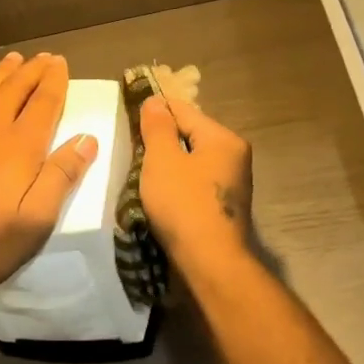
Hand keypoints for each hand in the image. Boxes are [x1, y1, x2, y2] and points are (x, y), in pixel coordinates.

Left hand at [0, 51, 98, 288]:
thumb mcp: (35, 220)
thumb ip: (61, 177)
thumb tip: (87, 139)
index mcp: (20, 146)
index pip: (43, 103)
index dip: (54, 81)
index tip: (61, 62)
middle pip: (13, 90)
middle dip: (30, 71)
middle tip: (42, 56)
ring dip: (0, 74)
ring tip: (11, 59)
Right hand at [138, 95, 253, 271]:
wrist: (209, 262)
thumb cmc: (184, 205)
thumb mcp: (162, 161)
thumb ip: (157, 128)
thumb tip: (155, 101)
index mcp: (223, 139)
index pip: (184, 110)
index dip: (155, 109)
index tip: (128, 112)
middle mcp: (234, 156)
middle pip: (190, 135)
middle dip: (161, 138)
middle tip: (131, 145)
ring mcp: (232, 184)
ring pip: (192, 160)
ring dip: (168, 163)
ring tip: (140, 169)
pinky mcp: (223, 207)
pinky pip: (195, 182)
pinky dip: (177, 182)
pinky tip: (159, 192)